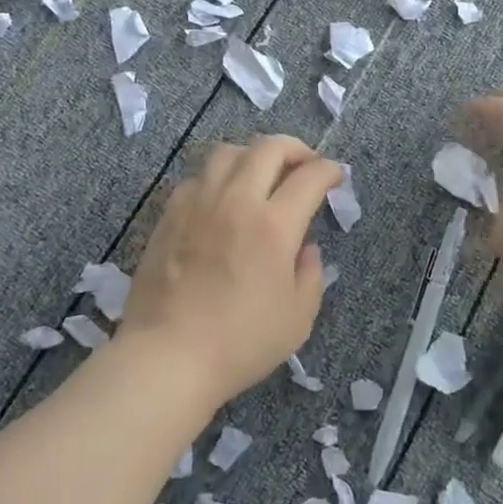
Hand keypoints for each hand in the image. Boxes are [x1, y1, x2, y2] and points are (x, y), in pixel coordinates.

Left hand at [123, 136, 343, 406]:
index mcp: (274, 226)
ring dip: (253, 155)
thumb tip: (305, 247)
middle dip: (296, 148)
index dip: (329, 170)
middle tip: (305, 165)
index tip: (335, 176)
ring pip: (227, 152)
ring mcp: (198, 204)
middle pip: (268, 147)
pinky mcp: (169, 215)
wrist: (167, 356)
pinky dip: (218, 177)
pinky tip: (222, 199)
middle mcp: (236, 201)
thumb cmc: (240, 343)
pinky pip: (197, 177)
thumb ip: (310, 273)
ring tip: (261, 175)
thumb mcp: (298, 317)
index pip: (309, 176)